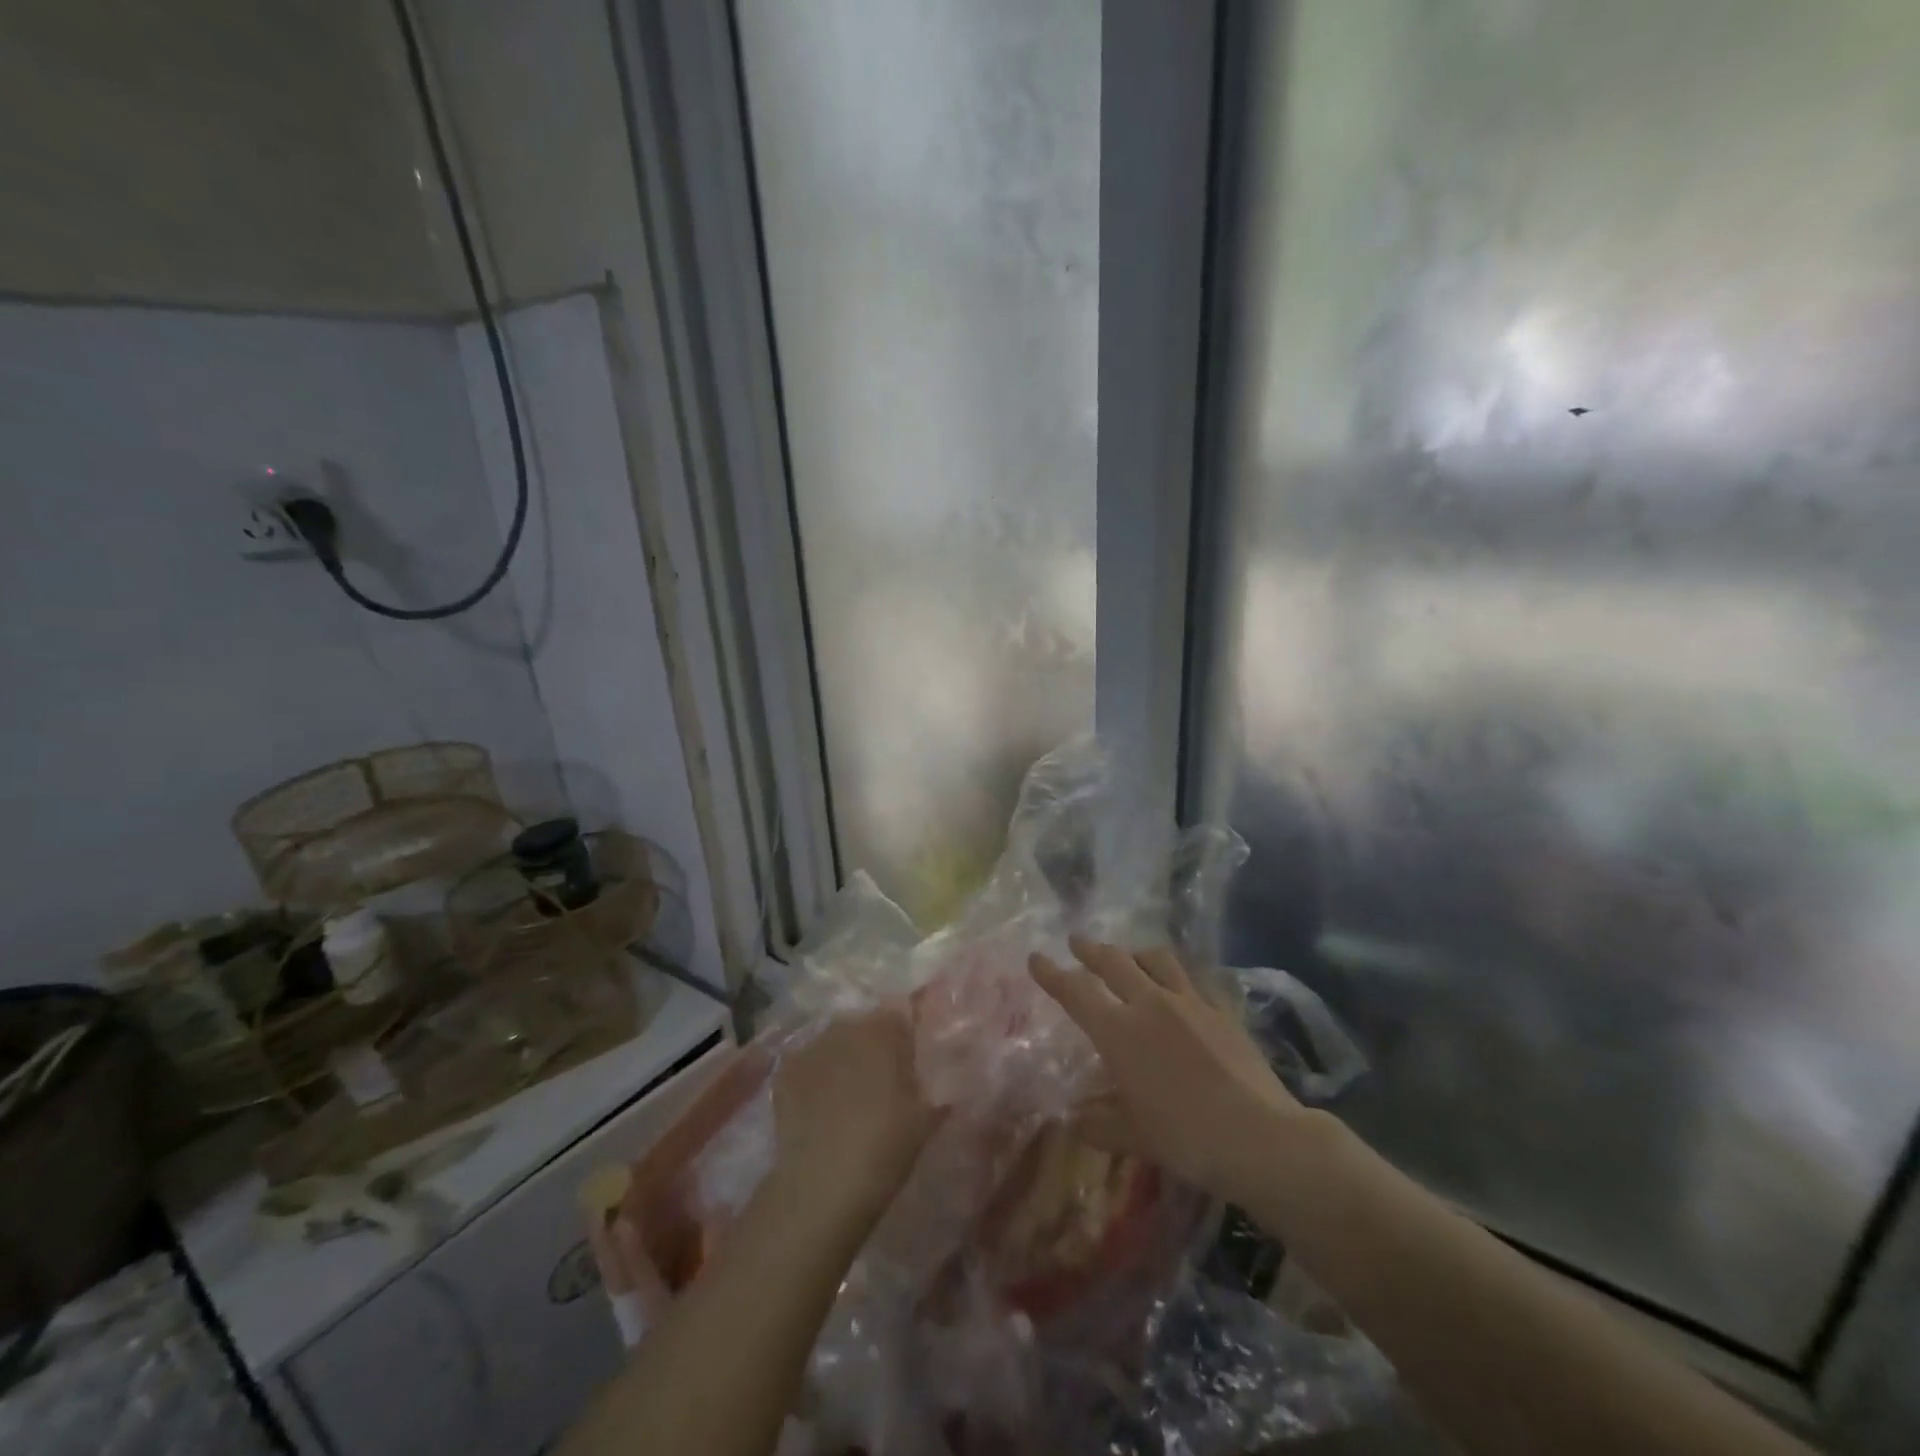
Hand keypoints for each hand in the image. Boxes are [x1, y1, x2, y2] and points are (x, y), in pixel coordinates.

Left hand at [770, 1003, 943, 1221]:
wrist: (821, 1187)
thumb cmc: (884, 1149)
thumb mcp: (925, 1119)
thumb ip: (936, 1085)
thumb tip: (946, 1073)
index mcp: (883, 1031)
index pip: (900, 1015)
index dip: (905, 1038)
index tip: (909, 1064)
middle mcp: (846, 1027)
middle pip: (864, 1026)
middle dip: (873, 1045)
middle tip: (880, 1081)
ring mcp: (811, 1046)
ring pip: (835, 1042)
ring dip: (843, 1058)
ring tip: (847, 1095)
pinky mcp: (785, 1070)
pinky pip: (807, 1062)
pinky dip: (815, 1076)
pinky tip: (818, 1105)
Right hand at [1030, 936, 1310, 1202]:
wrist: (1261, 1137)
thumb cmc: (1187, 1138)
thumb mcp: (1135, 1136)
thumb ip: (1100, 1123)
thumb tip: (1076, 1119)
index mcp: (1119, 1032)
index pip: (1076, 992)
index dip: (1052, 974)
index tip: (1036, 958)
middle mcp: (1150, 1004)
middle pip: (1113, 962)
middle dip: (1090, 950)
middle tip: (1076, 942)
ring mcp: (1189, 1002)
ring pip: (1154, 959)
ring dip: (1133, 953)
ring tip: (1128, 956)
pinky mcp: (1221, 1009)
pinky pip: (1192, 979)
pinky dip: (1174, 975)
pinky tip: (1177, 985)